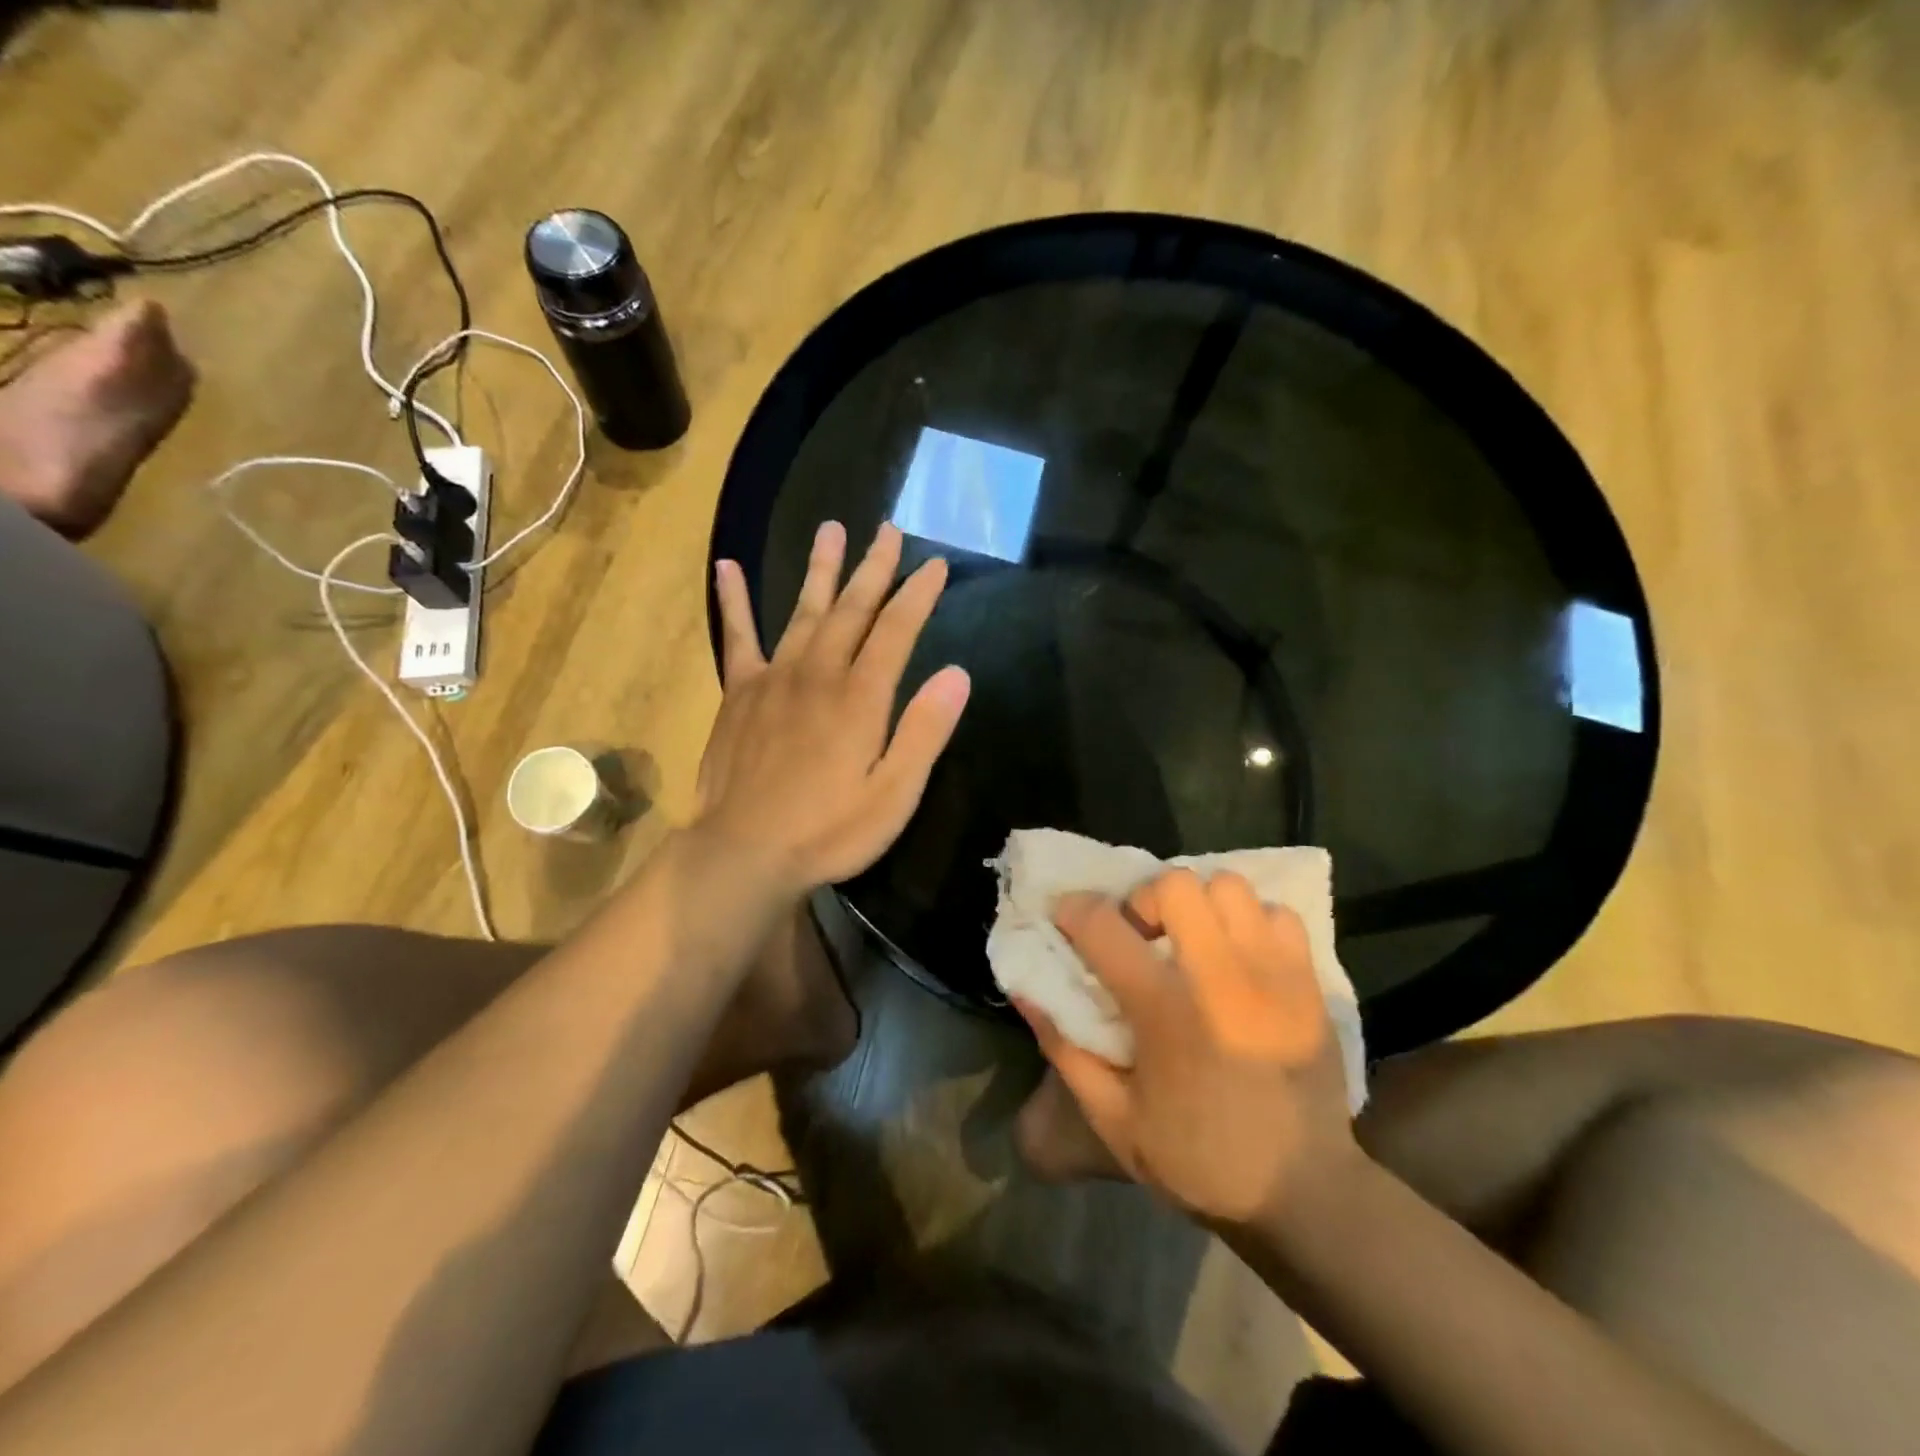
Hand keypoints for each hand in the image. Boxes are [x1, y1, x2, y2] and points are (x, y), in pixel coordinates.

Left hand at [697, 520, 970, 897]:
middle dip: (875, 567)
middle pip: (852, 609)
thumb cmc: (829, 830)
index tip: (936, 563)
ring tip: (831, 528)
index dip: (918, 594)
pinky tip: (727, 567)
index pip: (897, 630)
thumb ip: (924, 731)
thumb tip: (957, 674)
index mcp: (861, 697)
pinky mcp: (739, 693)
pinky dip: (733, 601)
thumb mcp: (894, 793)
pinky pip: (738, 637)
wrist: (744, 851)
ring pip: (803, 611)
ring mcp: (774, 678)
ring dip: (821, 570)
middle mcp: (818, 673)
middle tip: (889, 530)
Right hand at [1014, 869, 1360, 1228]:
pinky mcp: (1309, 982)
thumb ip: (1065, 1049)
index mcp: (1166, 1014)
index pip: (1105, 927)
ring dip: (1200, 903)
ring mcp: (1274, 975)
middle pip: (1174, 885)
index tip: (1067, 918)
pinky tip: (1239, 956)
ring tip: (1193, 940)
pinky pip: (1277, 913)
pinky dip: (1250, 921)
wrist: (1303, 1194)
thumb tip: (1025, 992)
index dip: (1074, 910)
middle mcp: (1221, 980)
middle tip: (1143, 937)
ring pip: (1228, 886)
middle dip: (1145, 900)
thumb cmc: (1198, 1160)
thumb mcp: (1113, 1118)